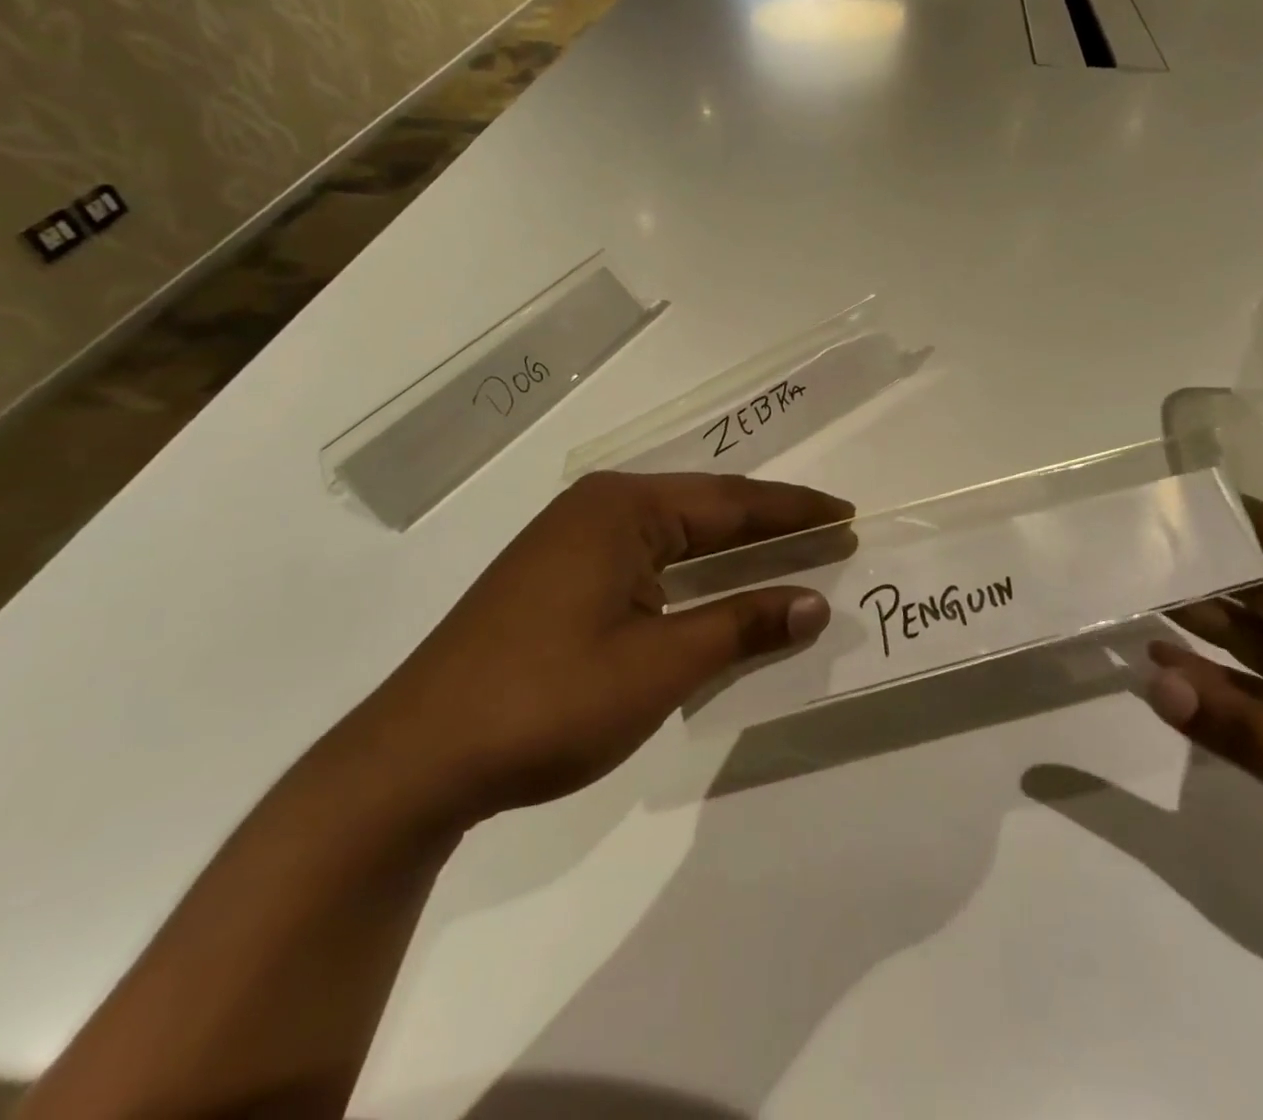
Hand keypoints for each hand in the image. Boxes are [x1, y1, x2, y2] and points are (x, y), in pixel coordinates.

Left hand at [357, 472, 849, 823]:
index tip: (846, 517)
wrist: (415, 761)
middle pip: (704, 510)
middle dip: (769, 525)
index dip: (795, 512)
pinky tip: (715, 590)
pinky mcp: (557, 579)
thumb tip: (815, 602)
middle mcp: (596, 510)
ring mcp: (570, 543)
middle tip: (830, 534)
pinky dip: (692, 574)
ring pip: (674, 537)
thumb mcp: (659, 665)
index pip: (731, 502)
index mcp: (622, 509)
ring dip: (731, 550)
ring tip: (788, 555)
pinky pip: (646, 561)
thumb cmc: (547, 701)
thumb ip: (741, 625)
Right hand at [1148, 501, 1262, 952]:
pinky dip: (1217, 677)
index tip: (1196, 501)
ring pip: (1261, 638)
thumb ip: (1230, 720)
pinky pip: (1259, 687)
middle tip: (1146, 552)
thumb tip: (1152, 681)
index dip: (1254, 521)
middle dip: (1213, 570)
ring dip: (1207, 623)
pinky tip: (1167, 669)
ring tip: (1142, 600)